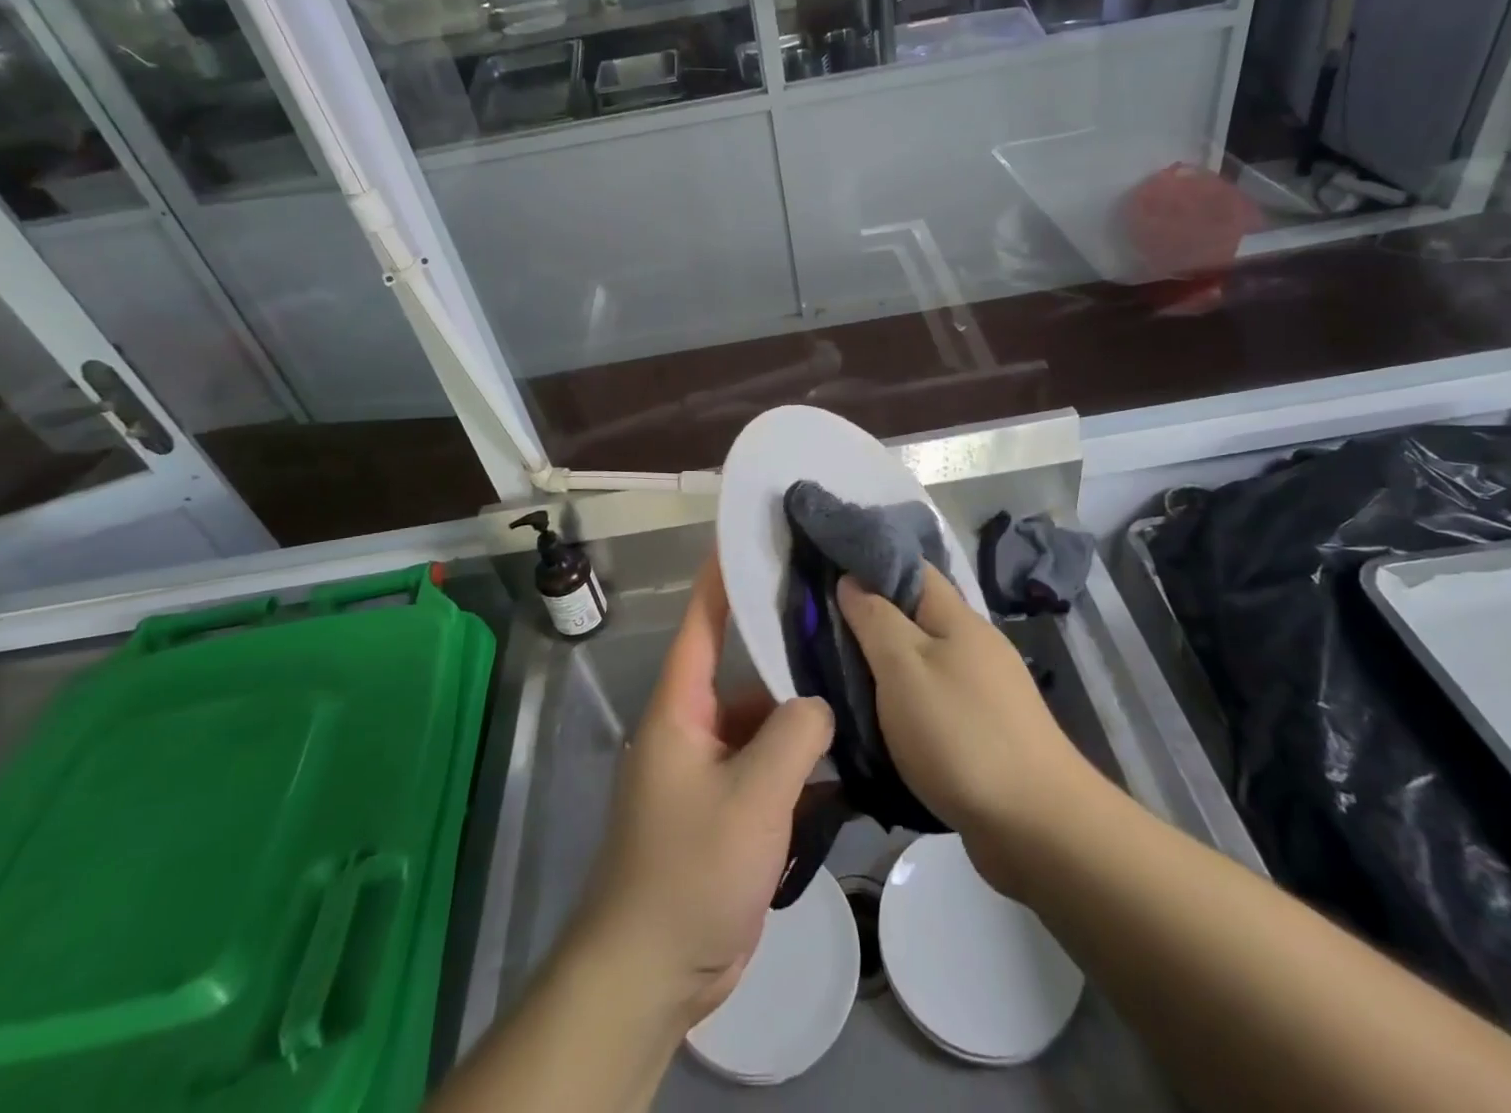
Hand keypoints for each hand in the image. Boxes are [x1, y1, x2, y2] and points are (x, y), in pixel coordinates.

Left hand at [571, 555, 833, 1028]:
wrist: (652, 972)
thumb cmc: (691, 869)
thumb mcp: (752, 797)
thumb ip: (794, 736)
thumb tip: (820, 704)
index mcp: (680, 710)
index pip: (701, 625)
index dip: (721, 579)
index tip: (750, 538)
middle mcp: (692, 729)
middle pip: (745, 676)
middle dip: (787, 655)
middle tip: (841, 624)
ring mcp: (710, 772)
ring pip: (762, 726)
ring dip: (801, 719)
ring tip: (858, 691)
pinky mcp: (728, 811)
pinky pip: (768, 770)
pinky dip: (801, 765)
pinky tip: (847, 759)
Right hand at [837, 565, 1095, 894]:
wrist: (1037, 827)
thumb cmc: (960, 734)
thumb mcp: (903, 668)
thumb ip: (875, 619)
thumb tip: (852, 579)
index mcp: (958, 618)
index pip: (912, 568)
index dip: (871, 562)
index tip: (826, 568)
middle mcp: (975, 645)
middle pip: (917, 615)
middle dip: (872, 617)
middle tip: (820, 627)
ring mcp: (985, 689)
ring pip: (924, 660)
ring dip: (886, 663)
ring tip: (840, 672)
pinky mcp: (985, 730)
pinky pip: (934, 698)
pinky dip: (905, 700)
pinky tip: (880, 718)